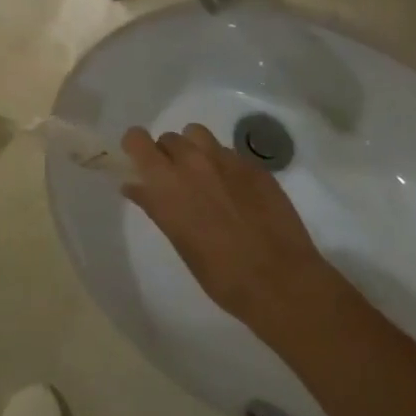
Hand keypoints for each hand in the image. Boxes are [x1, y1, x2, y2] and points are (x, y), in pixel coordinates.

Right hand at [121, 125, 336, 341]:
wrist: (280, 280)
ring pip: (198, 135)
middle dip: (167, 155)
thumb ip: (155, 205)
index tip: (139, 162)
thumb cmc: (220, 273)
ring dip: (194, 149)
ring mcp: (226, 160)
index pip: (138, 140)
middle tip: (177, 182)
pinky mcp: (254, 165)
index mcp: (167, 183)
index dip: (136, 146)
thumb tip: (135, 186)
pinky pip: (228, 152)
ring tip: (205, 177)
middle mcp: (193, 162)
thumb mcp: (179, 241)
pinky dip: (223, 165)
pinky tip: (237, 193)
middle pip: (169, 138)